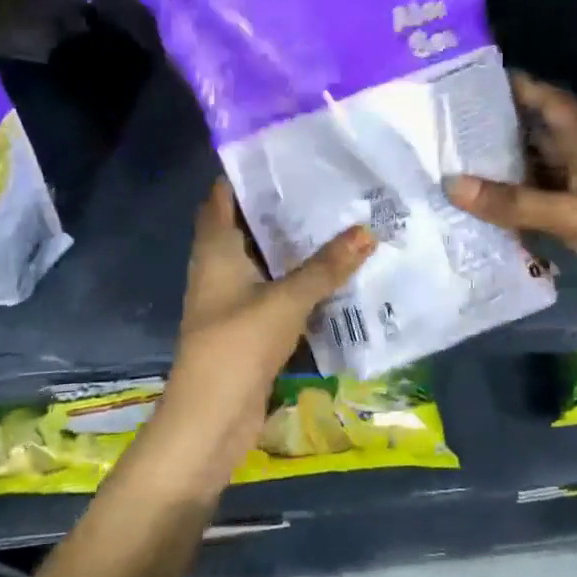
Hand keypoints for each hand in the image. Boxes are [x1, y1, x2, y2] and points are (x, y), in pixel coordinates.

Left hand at [140, 180, 375, 490]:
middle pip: (250, 224)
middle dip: (284, 206)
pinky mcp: (250, 324)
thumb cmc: (236, 347)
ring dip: (296, 244)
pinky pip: (278, 289)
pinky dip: (301, 278)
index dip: (247, 172)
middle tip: (330, 182)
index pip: (223, 196)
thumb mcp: (286, 301)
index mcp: (216, 249)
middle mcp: (220, 266)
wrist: (209, 422)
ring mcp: (234, 297)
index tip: (287, 153)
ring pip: (267, 258)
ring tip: (342, 217)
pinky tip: (337, 270)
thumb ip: (326, 267)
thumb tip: (367, 230)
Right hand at [446, 74, 576, 342]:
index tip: (470, 83)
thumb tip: (450, 184)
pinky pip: (540, 205)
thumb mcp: (572, 213)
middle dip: (498, 130)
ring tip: (454, 167)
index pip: (548, 100)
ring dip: (503, 171)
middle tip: (447, 130)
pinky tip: (482, 210)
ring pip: (536, 171)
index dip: (516, 87)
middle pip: (536, 135)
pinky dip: (515, 205)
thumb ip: (512, 203)